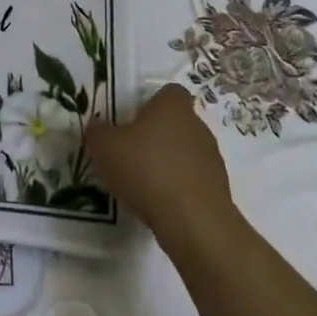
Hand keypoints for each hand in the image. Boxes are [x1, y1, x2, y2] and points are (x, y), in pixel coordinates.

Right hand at [85, 83, 237, 260]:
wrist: (193, 222)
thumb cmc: (147, 170)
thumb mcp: (105, 148)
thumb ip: (98, 132)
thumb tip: (97, 127)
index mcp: (172, 106)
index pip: (169, 93)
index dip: (151, 104)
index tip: (133, 122)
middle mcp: (197, 125)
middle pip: (176, 123)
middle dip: (157, 136)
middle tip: (132, 155)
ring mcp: (212, 158)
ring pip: (186, 153)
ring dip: (169, 164)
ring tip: (145, 185)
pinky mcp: (219, 190)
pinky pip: (194, 181)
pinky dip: (179, 189)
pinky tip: (162, 205)